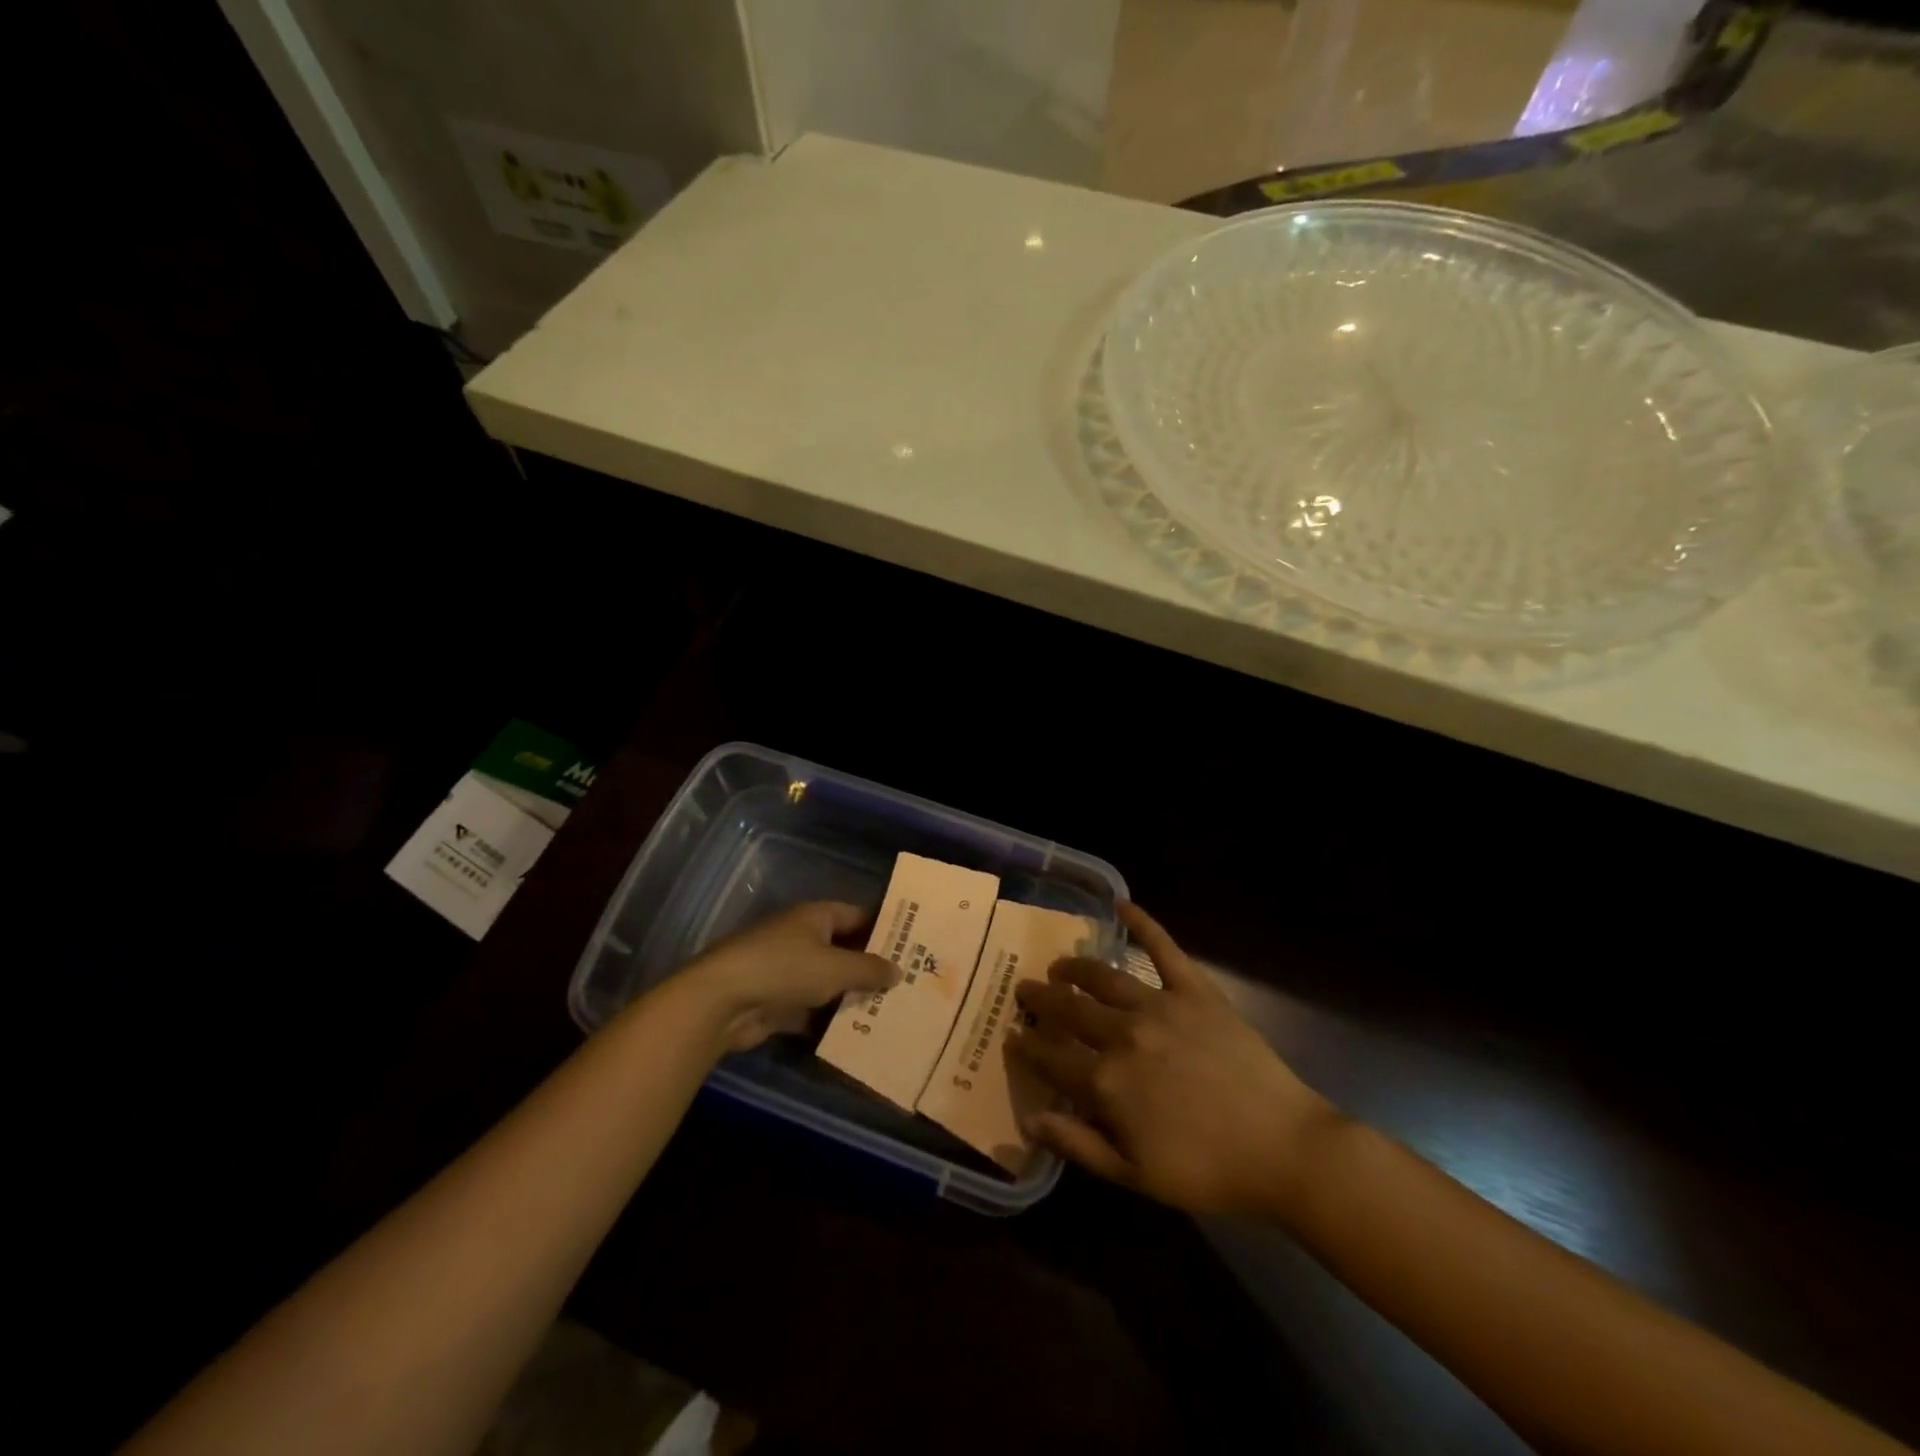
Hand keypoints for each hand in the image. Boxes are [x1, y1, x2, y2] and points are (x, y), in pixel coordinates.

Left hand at [684, 902, 898, 1051]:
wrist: (722, 1003)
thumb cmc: (784, 969)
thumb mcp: (836, 968)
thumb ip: (869, 969)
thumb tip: (898, 970)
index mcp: (815, 917)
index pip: (857, 916)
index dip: (883, 928)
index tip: (911, 944)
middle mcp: (801, 938)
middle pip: (843, 950)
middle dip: (870, 967)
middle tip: (907, 983)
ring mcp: (787, 971)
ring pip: (828, 982)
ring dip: (851, 997)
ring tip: (889, 1011)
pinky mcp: (776, 1003)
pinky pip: (811, 1010)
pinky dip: (828, 1021)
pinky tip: (856, 1035)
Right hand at [1008, 902, 1334, 1214]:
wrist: (1282, 1150)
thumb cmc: (1207, 1171)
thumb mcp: (1134, 1175)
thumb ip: (1078, 1144)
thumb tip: (1029, 1119)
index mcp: (1106, 1081)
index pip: (1051, 1056)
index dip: (1027, 1045)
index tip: (1012, 1035)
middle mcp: (1123, 1033)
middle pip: (1069, 1009)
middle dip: (1041, 999)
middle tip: (1025, 990)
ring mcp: (1159, 1005)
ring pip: (1103, 977)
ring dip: (1074, 968)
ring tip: (1060, 965)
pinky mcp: (1195, 990)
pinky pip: (1163, 948)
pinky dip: (1142, 923)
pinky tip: (1121, 905)